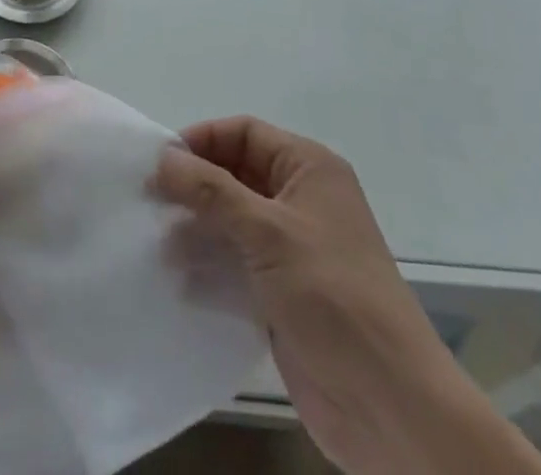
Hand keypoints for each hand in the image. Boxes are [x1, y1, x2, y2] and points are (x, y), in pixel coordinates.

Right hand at [157, 118, 540, 474]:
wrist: (391, 407)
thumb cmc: (332, 296)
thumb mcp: (268, 232)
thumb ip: (211, 191)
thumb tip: (163, 157)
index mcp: (308, 168)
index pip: (244, 133)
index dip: (202, 140)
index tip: (159, 163)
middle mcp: (300, 199)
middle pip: (235, 174)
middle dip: (194, 187)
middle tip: (149, 203)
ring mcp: (292, 247)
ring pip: (231, 220)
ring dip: (196, 228)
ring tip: (160, 246)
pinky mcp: (283, 291)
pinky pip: (236, 262)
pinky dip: (208, 265)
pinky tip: (178, 280)